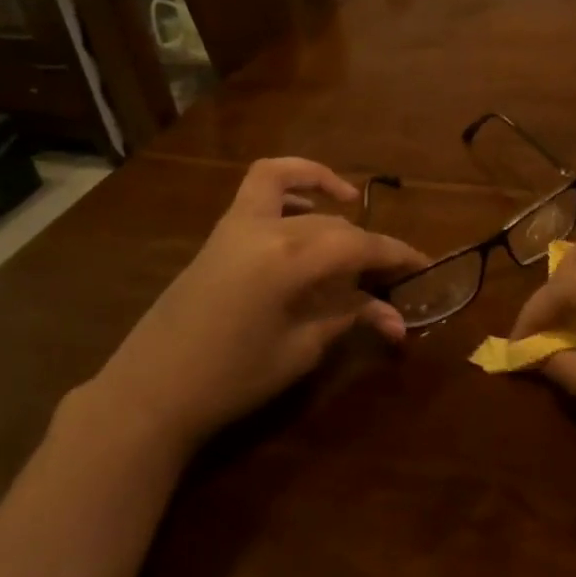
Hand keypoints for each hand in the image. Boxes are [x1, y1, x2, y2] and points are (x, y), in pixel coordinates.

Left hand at [88, 158, 427, 453]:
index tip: (425, 266)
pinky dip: (289, 183)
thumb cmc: (231, 379)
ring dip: (328, 195)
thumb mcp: (300, 351)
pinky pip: (259, 188)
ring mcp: (238, 223)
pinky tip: (306, 209)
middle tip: (393, 276)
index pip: (360, 246)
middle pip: (335, 226)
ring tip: (352, 213)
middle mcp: (267, 227)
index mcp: (290, 259)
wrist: (150, 393)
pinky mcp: (221, 232)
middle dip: (370, 247)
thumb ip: (348, 318)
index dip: (397, 255)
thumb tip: (396, 317)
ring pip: (296, 189)